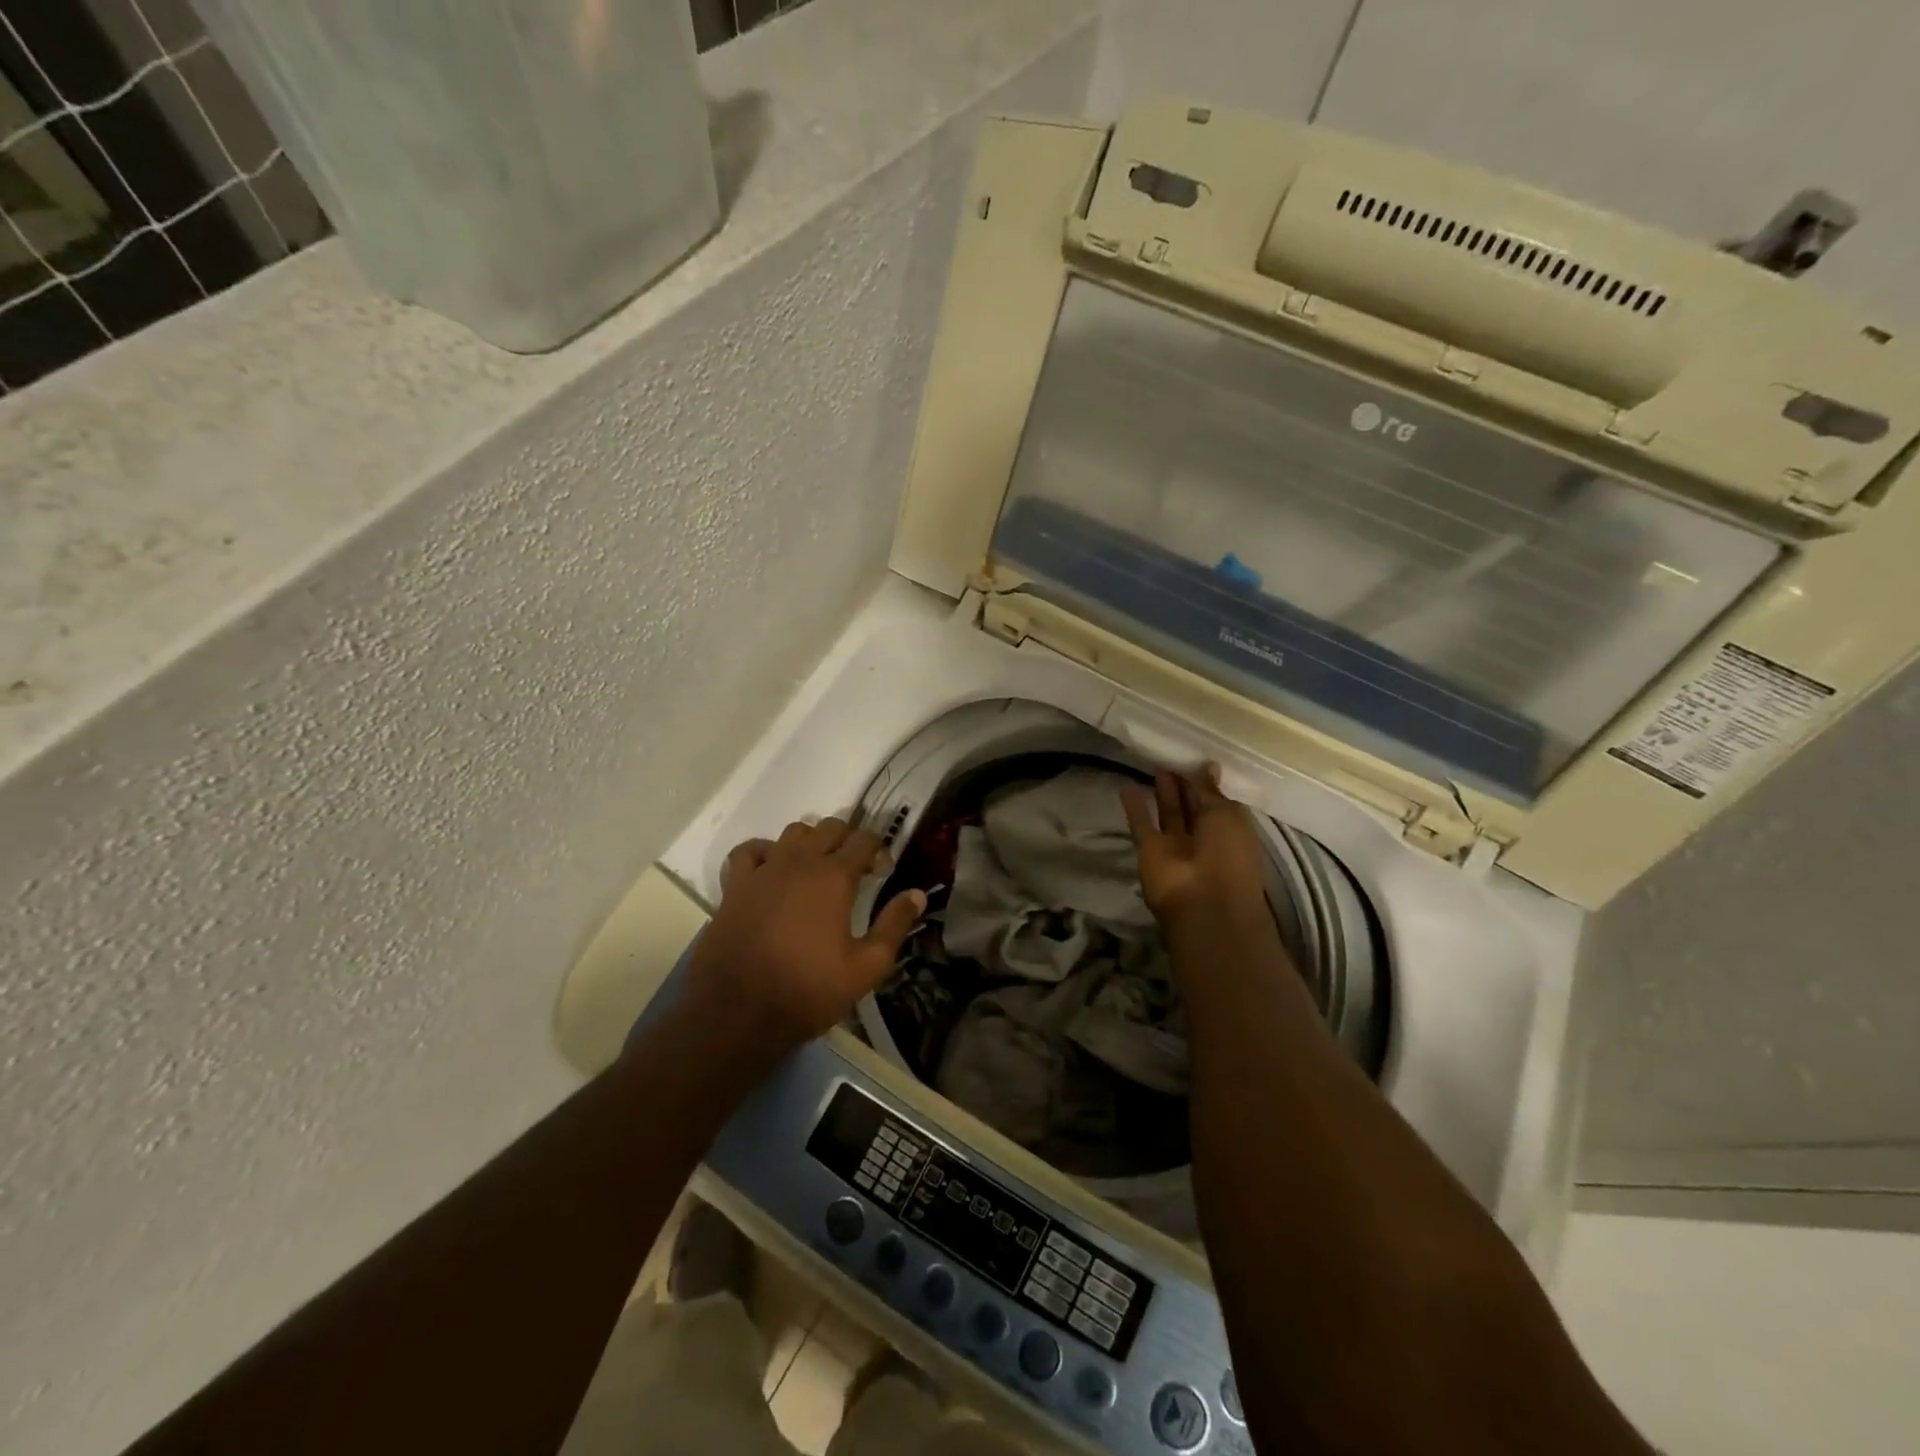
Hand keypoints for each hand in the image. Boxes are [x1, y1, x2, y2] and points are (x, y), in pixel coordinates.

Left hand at [682, 817, 925, 1059]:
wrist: (737, 1012)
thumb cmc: (808, 990)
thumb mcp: (866, 967)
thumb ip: (894, 925)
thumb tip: (917, 894)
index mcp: (835, 877)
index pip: (864, 839)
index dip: (879, 850)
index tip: (883, 872)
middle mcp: (800, 861)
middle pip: (830, 826)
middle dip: (849, 840)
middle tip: (855, 870)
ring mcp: (764, 869)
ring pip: (793, 832)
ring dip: (811, 841)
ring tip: (817, 869)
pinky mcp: (735, 885)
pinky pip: (750, 850)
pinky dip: (766, 852)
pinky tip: (773, 871)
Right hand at [1120, 764, 1271, 933]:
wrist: (1204, 904)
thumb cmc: (1228, 855)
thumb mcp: (1227, 814)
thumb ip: (1211, 790)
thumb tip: (1208, 765)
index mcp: (1231, 828)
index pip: (1218, 799)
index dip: (1207, 779)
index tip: (1196, 755)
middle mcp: (1205, 836)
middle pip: (1192, 805)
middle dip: (1185, 782)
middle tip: (1173, 754)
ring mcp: (1176, 845)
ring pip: (1169, 813)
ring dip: (1163, 791)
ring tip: (1155, 764)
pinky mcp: (1151, 850)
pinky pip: (1142, 825)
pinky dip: (1134, 808)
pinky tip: (1126, 787)